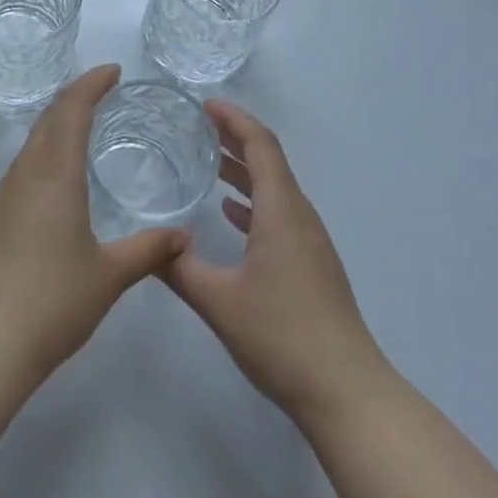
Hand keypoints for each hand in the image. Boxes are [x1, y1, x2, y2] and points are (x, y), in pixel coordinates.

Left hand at [0, 65, 189, 382]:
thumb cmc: (52, 300)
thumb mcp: (110, 275)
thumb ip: (149, 250)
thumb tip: (184, 237)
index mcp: (55, 173)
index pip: (71, 109)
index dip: (92, 83)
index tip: (114, 71)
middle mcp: (26, 173)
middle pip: (48, 117)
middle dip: (75, 96)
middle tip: (104, 90)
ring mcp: (4, 194)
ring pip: (33, 140)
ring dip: (57, 122)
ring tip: (85, 125)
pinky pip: (24, 165)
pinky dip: (45, 150)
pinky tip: (59, 175)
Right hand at [163, 100, 391, 423]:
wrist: (346, 392)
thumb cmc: (282, 336)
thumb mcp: (218, 302)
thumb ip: (179, 269)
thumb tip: (151, 244)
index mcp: (281, 210)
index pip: (260, 145)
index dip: (234, 119)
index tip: (205, 105)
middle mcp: (299, 216)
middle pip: (269, 161)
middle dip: (236, 138)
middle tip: (199, 126)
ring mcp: (310, 242)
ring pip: (275, 189)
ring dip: (245, 170)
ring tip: (209, 163)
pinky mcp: (312, 265)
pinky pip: (280, 214)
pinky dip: (254, 201)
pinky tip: (231, 213)